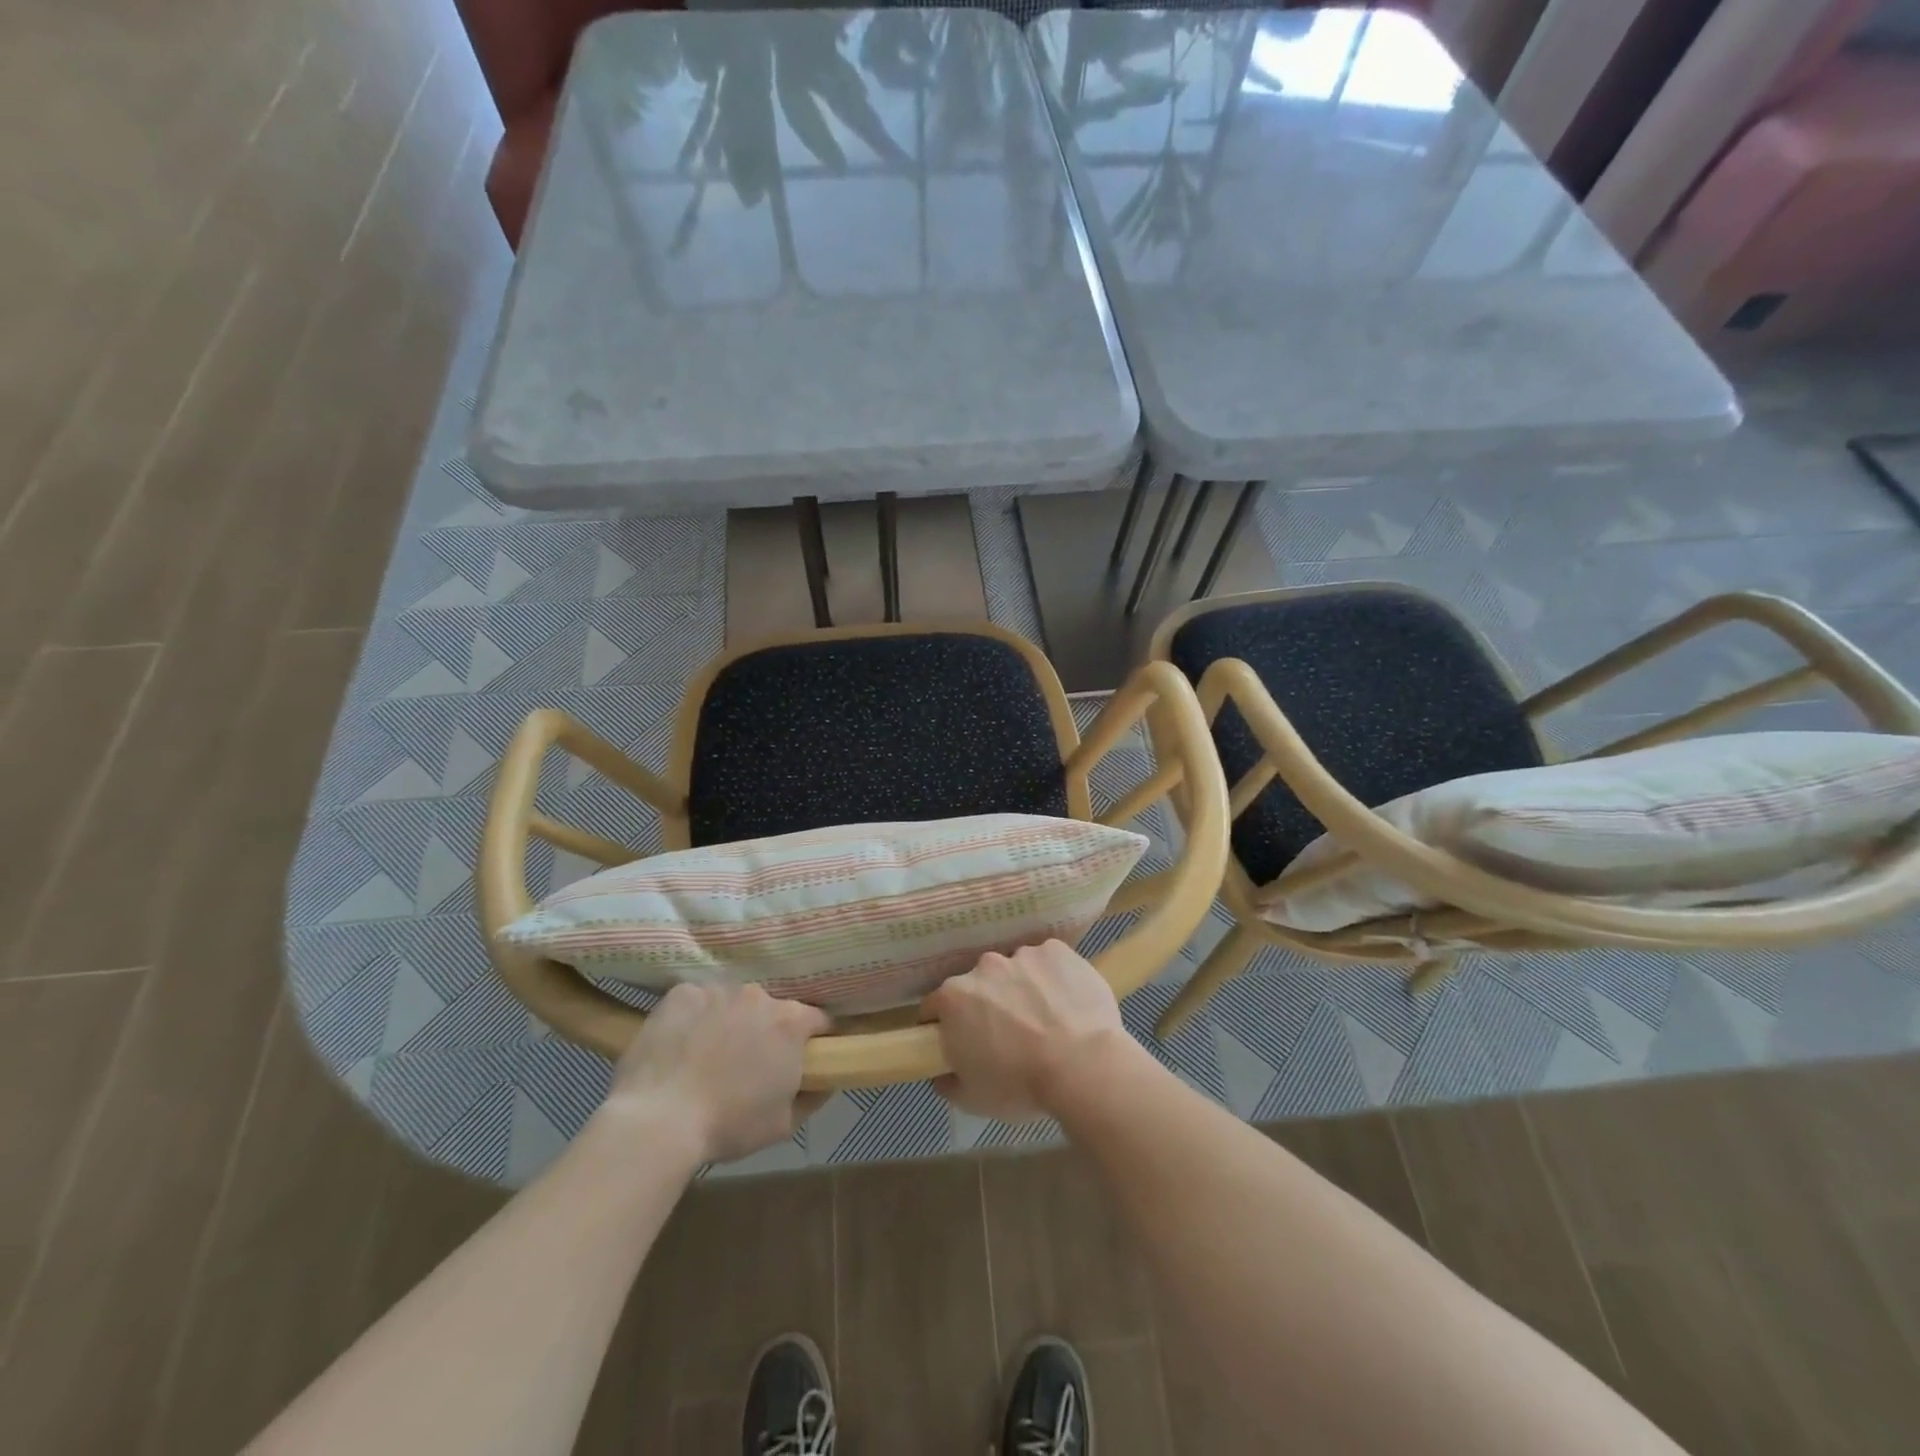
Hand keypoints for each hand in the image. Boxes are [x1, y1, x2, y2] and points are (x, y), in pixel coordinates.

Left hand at [603, 983, 829, 1163]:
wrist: (658, 1121)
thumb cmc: (728, 1125)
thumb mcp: (784, 1125)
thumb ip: (813, 1096)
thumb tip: (825, 1081)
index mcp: (790, 1022)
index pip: (817, 1020)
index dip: (812, 1039)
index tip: (802, 1058)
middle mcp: (759, 996)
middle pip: (771, 1009)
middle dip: (765, 1030)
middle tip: (748, 1064)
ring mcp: (718, 990)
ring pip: (732, 1003)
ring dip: (729, 1022)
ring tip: (708, 1056)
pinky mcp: (682, 993)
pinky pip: (697, 1001)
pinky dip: (694, 1018)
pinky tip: (681, 1045)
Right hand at [923, 940, 1142, 1121]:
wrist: (1083, 1066)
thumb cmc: (1021, 1085)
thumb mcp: (972, 1098)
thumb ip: (948, 1082)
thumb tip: (941, 1073)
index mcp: (954, 998)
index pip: (935, 1006)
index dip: (945, 1025)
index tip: (961, 1042)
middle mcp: (983, 967)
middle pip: (979, 984)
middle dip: (988, 1004)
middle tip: (1009, 1035)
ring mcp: (1021, 954)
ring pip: (1015, 971)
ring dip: (1022, 989)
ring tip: (1046, 1020)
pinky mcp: (1056, 950)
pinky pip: (1048, 962)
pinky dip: (1053, 977)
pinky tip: (1067, 1003)